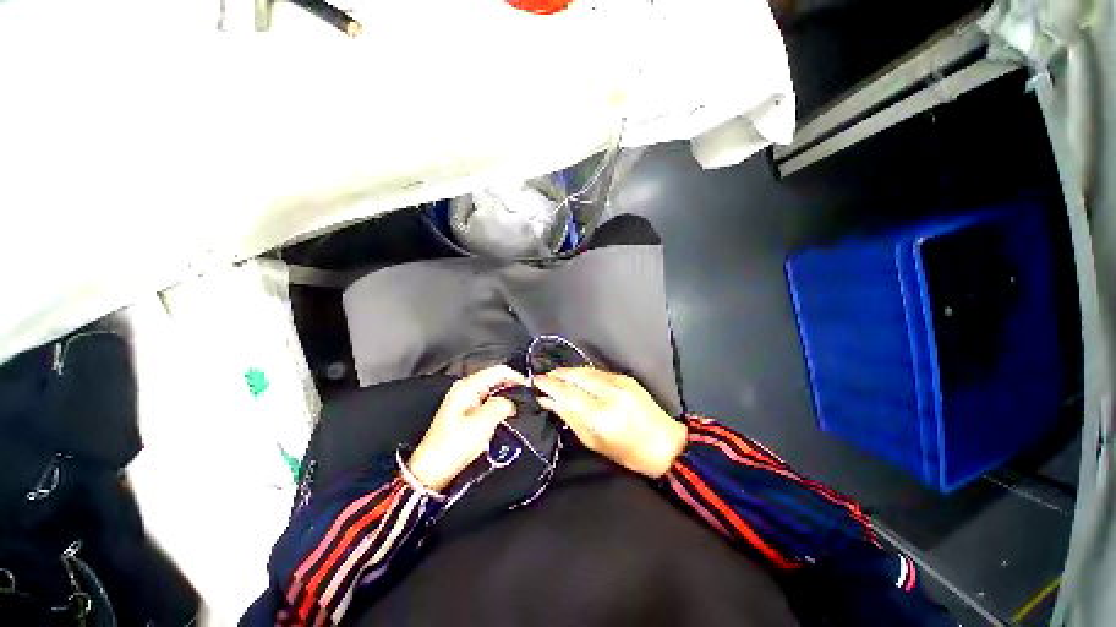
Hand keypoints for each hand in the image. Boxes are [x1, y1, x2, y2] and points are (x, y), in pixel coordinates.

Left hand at [407, 365, 527, 491]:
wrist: (432, 471)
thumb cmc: (453, 445)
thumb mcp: (482, 423)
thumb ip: (501, 405)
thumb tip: (513, 402)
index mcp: (468, 386)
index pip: (499, 370)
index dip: (517, 377)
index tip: (531, 389)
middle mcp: (467, 388)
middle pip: (497, 378)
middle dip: (513, 386)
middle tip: (528, 399)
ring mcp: (467, 400)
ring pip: (495, 390)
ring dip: (508, 397)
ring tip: (521, 407)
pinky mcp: (468, 412)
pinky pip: (490, 401)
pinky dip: (500, 405)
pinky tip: (508, 415)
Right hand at [533, 368, 686, 478]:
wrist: (666, 444)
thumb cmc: (628, 453)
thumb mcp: (594, 442)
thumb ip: (570, 418)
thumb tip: (549, 401)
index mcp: (601, 414)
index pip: (567, 392)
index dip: (548, 384)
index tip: (535, 381)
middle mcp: (609, 393)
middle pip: (575, 375)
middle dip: (557, 374)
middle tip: (543, 377)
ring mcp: (620, 382)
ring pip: (586, 370)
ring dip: (568, 371)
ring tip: (555, 376)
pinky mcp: (626, 377)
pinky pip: (598, 372)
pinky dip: (583, 373)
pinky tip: (576, 377)